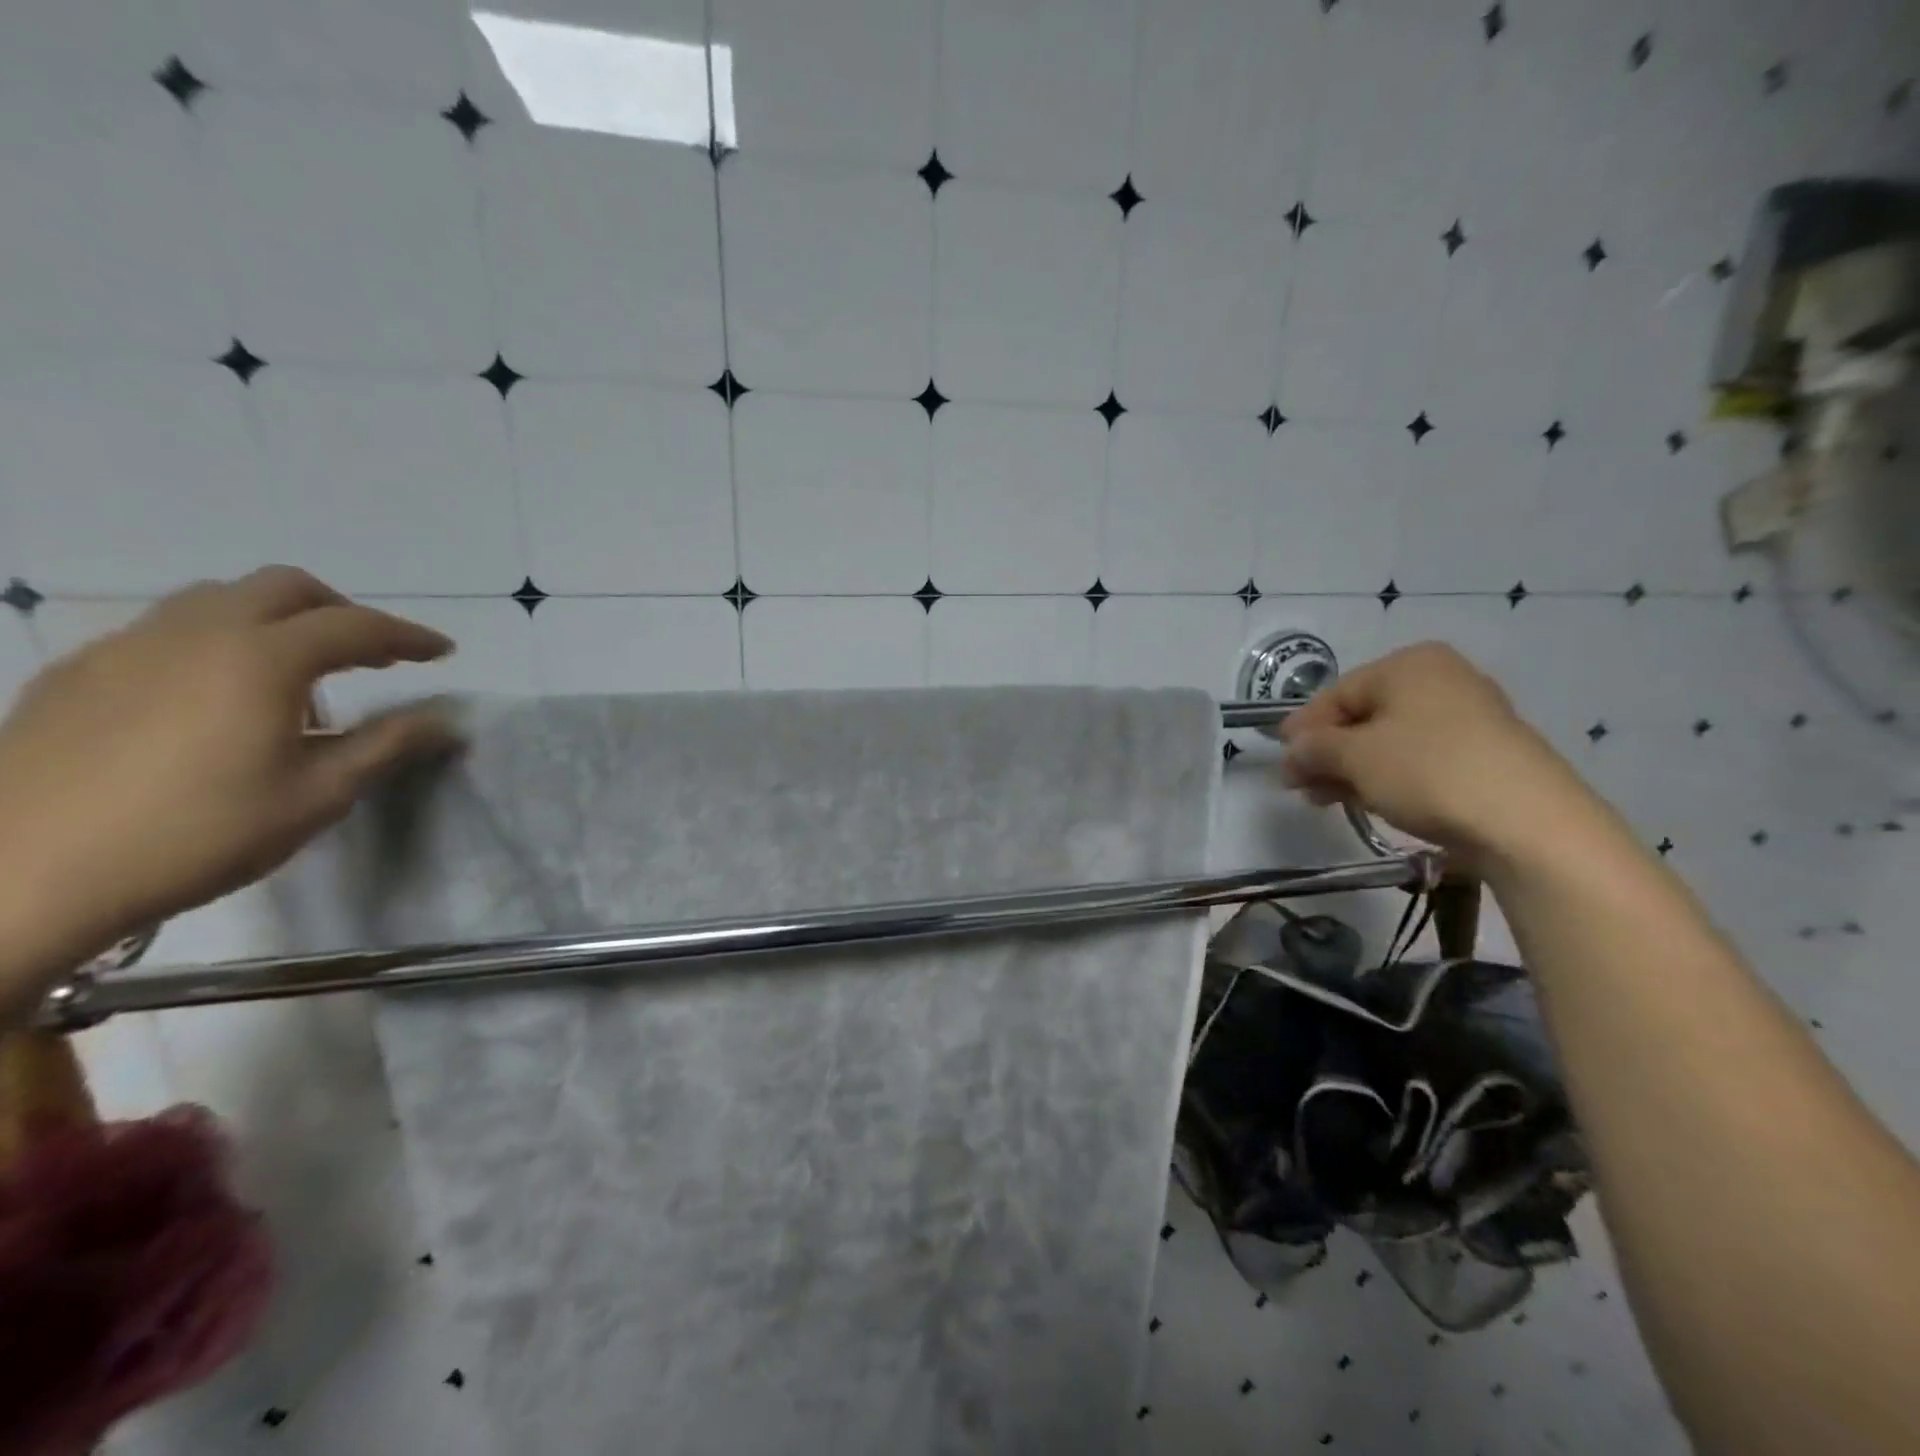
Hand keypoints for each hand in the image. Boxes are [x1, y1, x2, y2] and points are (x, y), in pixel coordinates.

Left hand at [0, 567, 460, 998]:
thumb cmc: (198, 834)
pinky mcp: (78, 672)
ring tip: (296, 680)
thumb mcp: (318, 795)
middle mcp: (196, 632)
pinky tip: (215, 700)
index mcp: (261, 658)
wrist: (20, 877)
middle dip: (342, 613)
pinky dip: (218, 642)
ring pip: (220, 600)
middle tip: (373, 656)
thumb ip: (387, 745)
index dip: (408, 636)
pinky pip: (167, 631)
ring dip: (277, 622)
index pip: (356, 626)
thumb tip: (446, 718)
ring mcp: (127, 646)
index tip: (442, 651)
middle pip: (285, 588)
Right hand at [1279, 642, 1601, 868]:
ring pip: (1390, 739)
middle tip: (1298, 785)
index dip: (1302, 728)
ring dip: (1351, 768)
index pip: (1336, 694)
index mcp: (1409, 664)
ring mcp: (1469, 716)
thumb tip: (1293, 750)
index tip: (1280, 760)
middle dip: (1326, 752)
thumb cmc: (1429, 772)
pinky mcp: (1486, 754)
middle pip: (1363, 715)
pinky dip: (1387, 776)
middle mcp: (1441, 679)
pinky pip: (1419, 757)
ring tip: (1327, 800)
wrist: (1529, 823)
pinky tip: (1369, 800)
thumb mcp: (1355, 757)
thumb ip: (1314, 748)